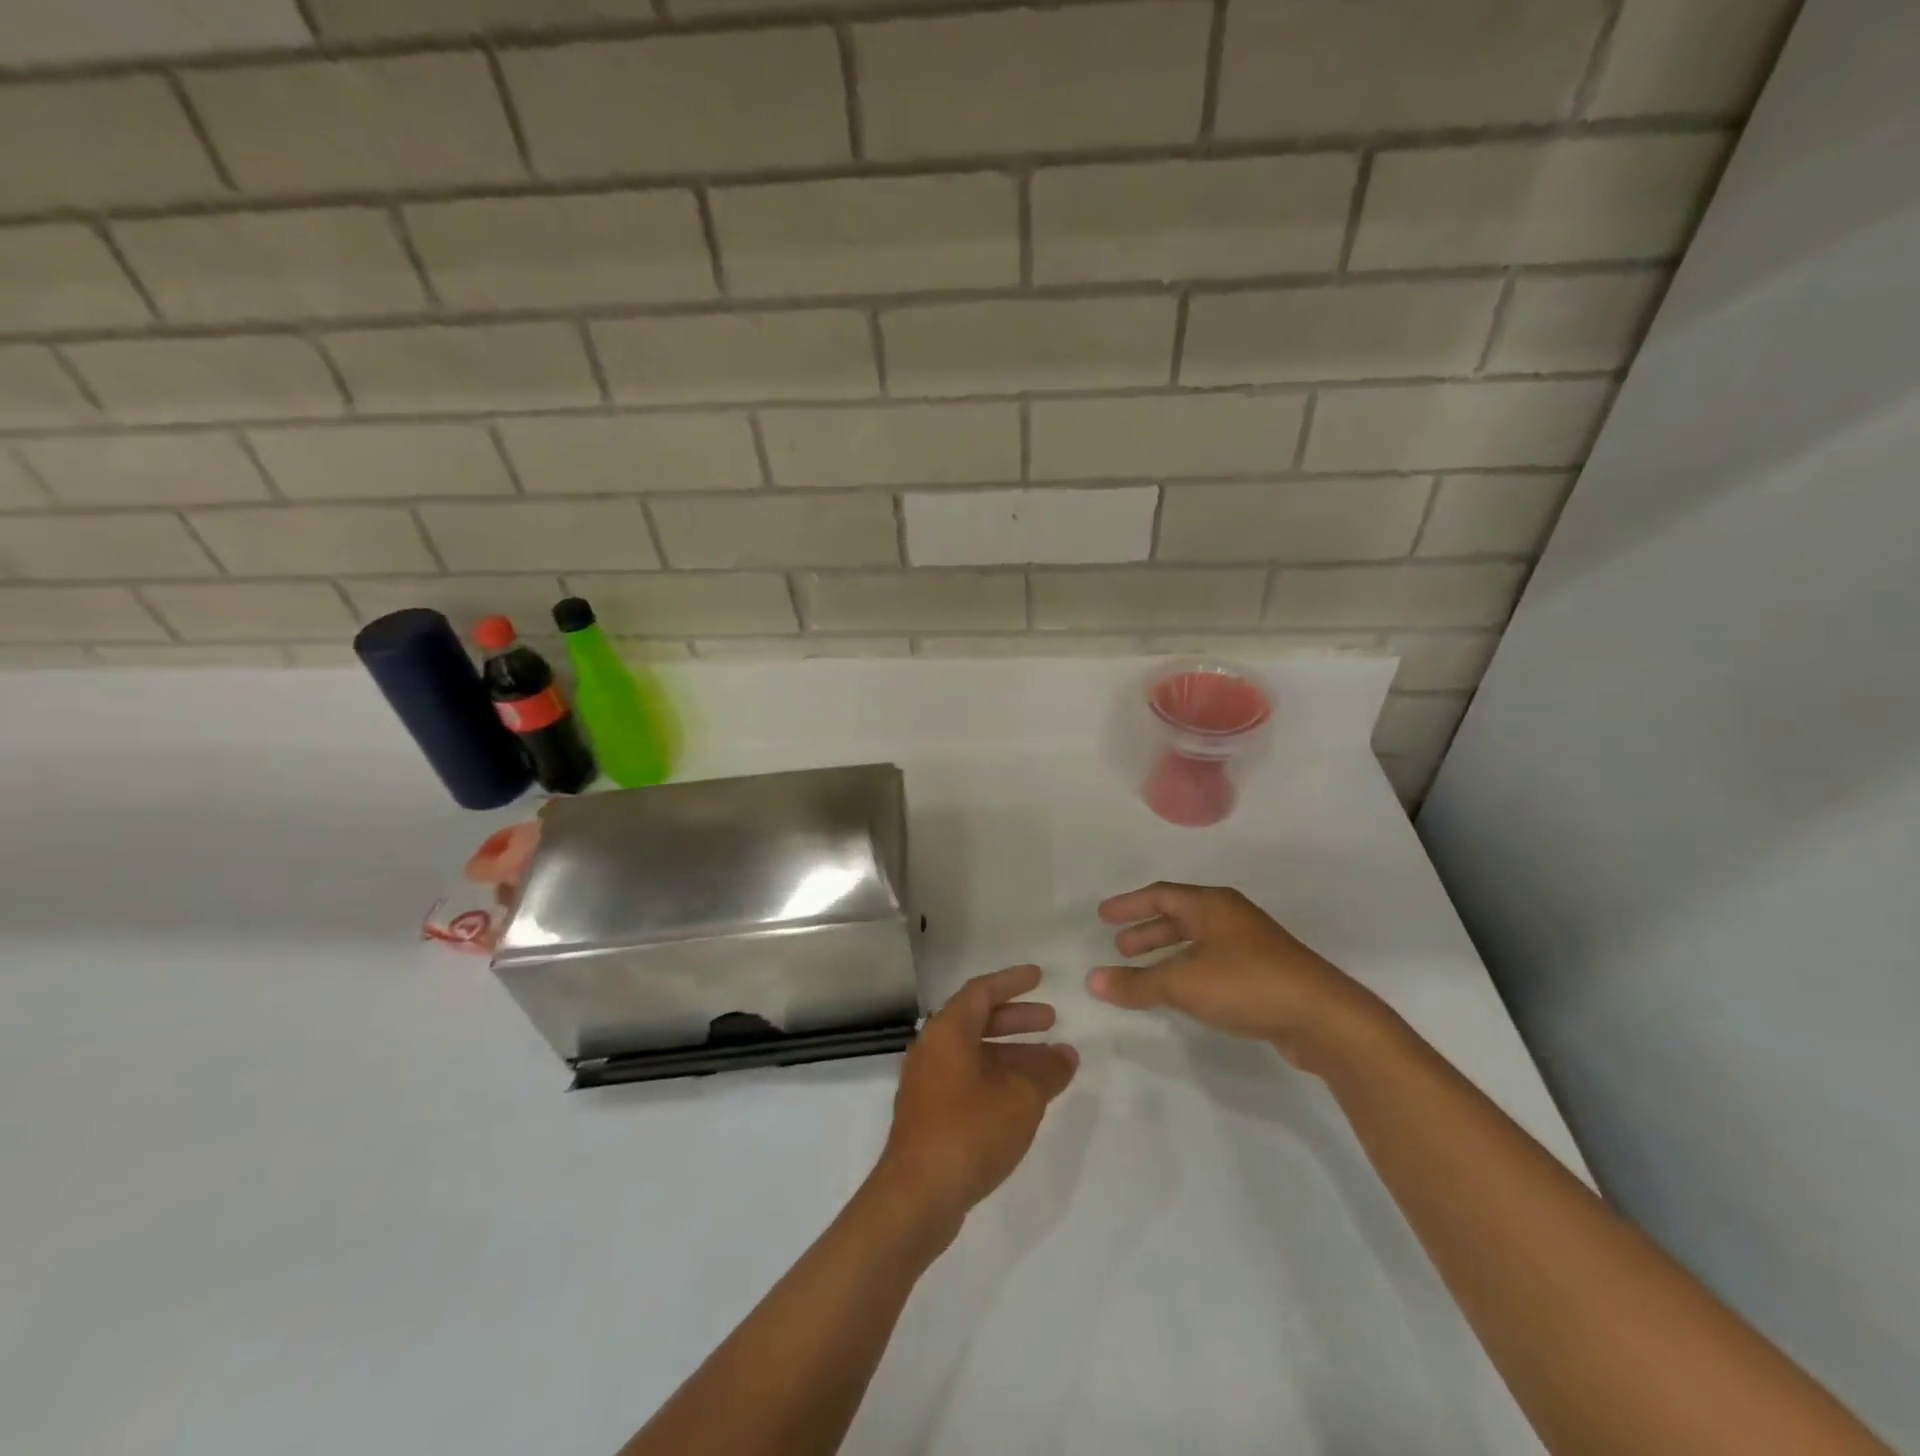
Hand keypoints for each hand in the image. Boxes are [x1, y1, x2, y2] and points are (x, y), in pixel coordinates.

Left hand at [874, 965, 1078, 1238]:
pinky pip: (968, 1079)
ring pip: (975, 1053)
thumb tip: (1065, 1055)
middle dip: (1016, 1018)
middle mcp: (933, 1048)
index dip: (1012, 981)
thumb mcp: (1021, 1097)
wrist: (917, 1196)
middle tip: (1052, 1020)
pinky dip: (997, 1077)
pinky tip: (1024, 1097)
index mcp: (947, 1031)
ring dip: (1012, 1053)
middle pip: (977, 1020)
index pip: (982, 991)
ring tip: (1051, 1063)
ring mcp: (928, 1082)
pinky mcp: (929, 1113)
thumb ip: (1046, 1071)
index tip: (1040, 977)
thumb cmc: (969, 1130)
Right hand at [1086, 883, 1384, 1067]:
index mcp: (1211, 905)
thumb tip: (1092, 981)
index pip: (1160, 895)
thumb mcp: (1183, 983)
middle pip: (1179, 916)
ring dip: (1167, 954)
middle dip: (1147, 931)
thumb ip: (1136, 983)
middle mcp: (1230, 917)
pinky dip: (1188, 971)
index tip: (1103, 916)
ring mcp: (1251, 945)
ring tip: (1142, 972)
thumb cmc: (1246, 984)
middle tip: (1119, 947)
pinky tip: (1182, 992)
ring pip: (1197, 942)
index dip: (1129, 905)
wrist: (1323, 1018)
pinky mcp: (1265, 973)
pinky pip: (1213, 962)